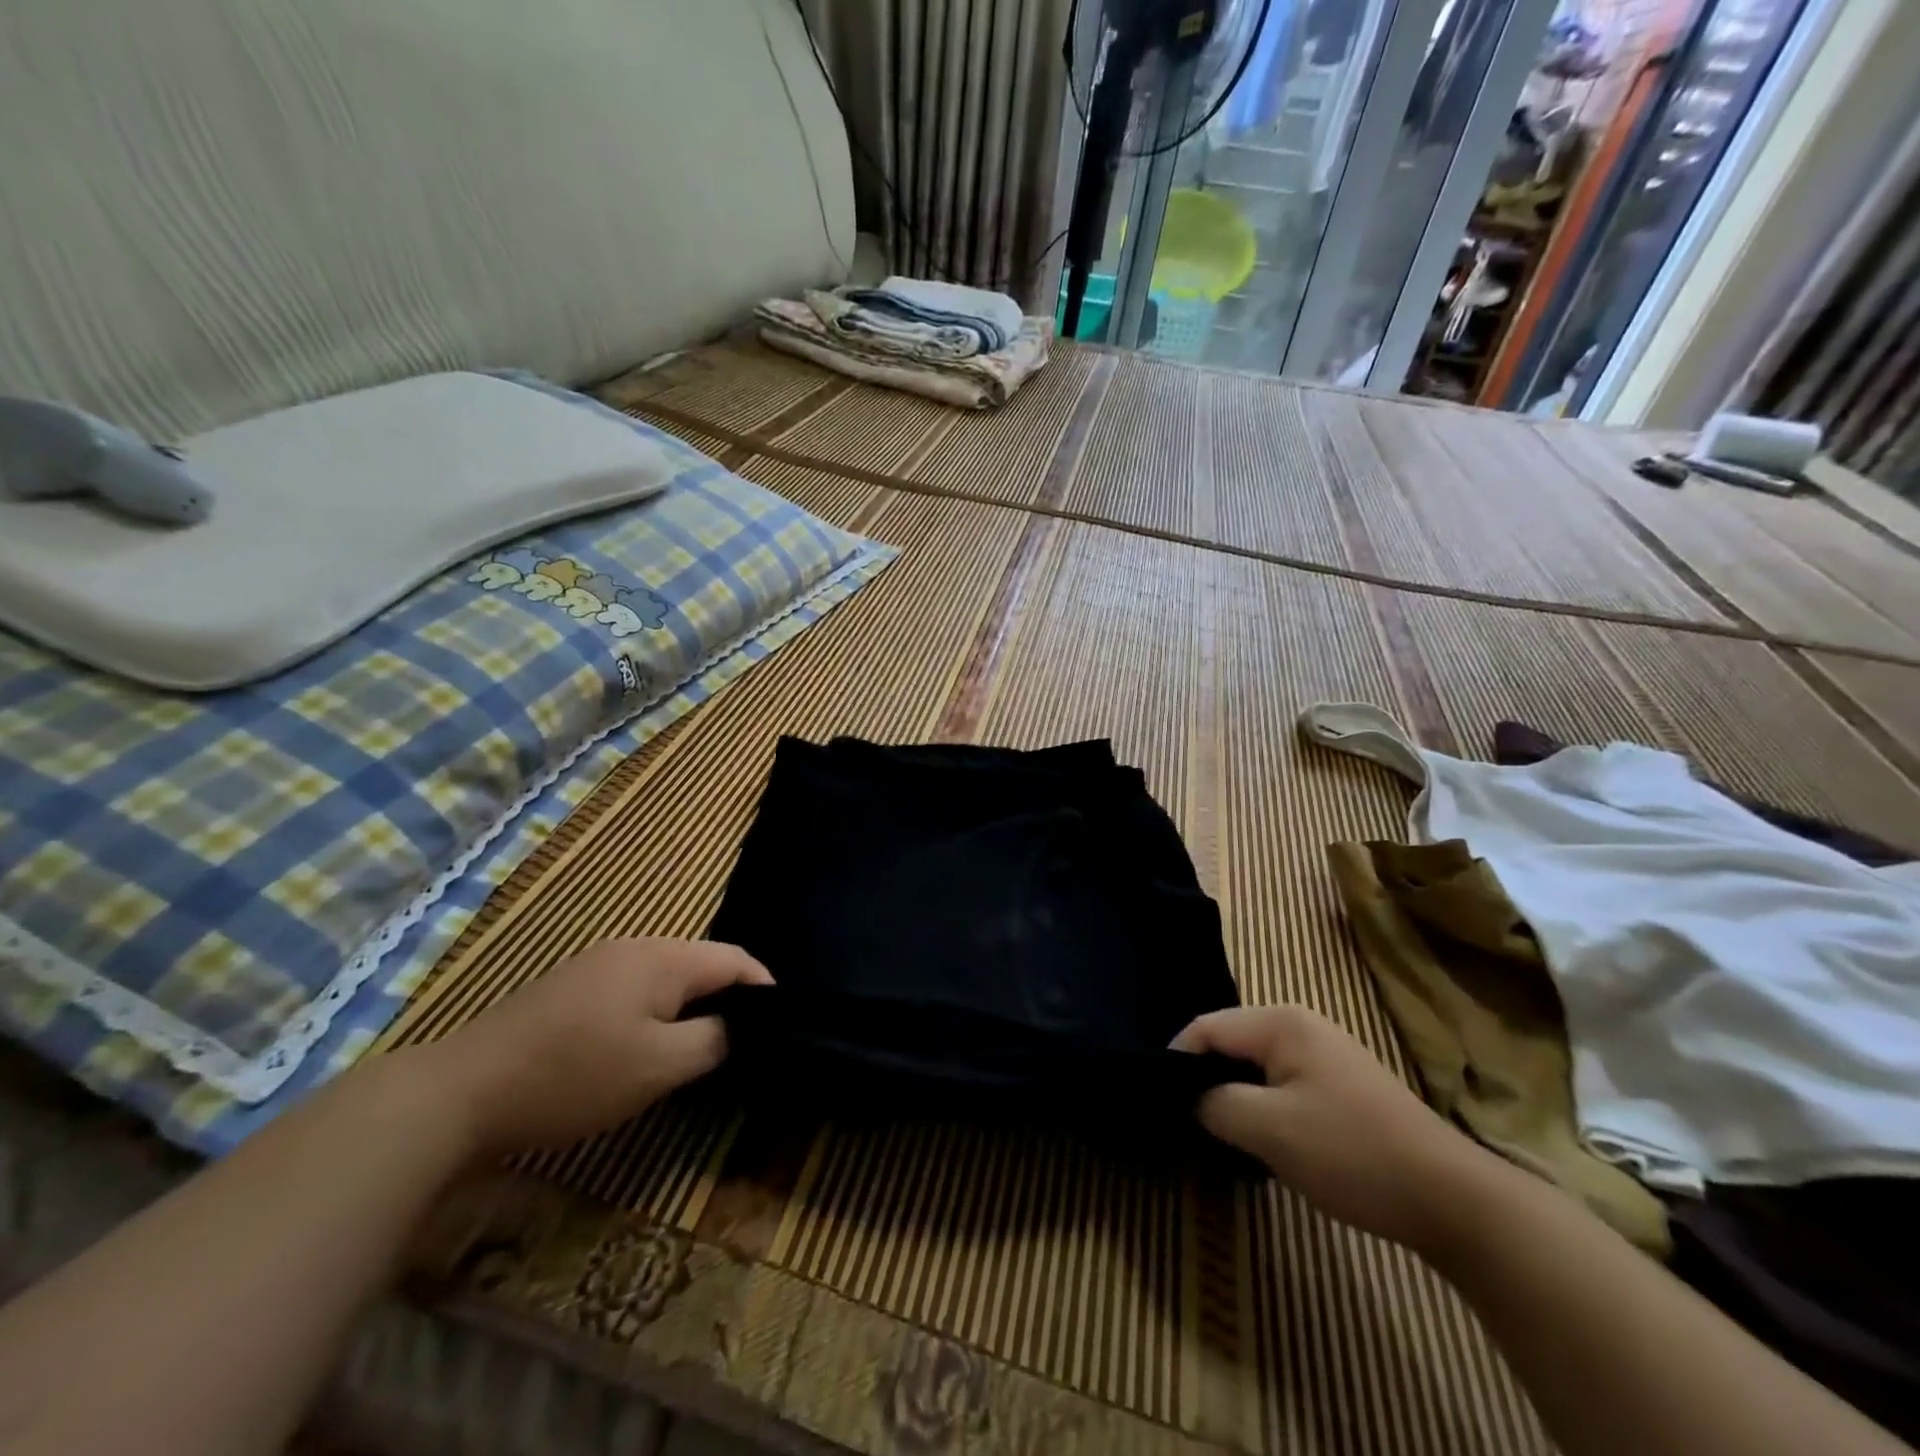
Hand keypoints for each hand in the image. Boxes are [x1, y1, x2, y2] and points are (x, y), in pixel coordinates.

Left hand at [408, 938, 772, 1156]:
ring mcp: (598, 965)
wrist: (459, 1093)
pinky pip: (636, 992)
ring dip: (692, 1009)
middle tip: (746, 1044)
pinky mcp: (572, 989)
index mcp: (663, 957)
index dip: (765, 989)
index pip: (735, 959)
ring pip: (668, 980)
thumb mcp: (659, 1065)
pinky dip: (657, 1014)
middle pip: (702, 965)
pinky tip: (649, 1047)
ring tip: (705, 1049)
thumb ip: (715, 1040)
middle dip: (729, 1000)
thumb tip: (740, 1026)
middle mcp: (635, 947)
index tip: (784, 1026)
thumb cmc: (574, 1075)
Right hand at [1173, 1005, 1489, 1250]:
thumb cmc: (1351, 1153)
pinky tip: (1265, 1136)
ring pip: (1255, 1064)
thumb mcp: (1269, 1129)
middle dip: (1206, 1077)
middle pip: (1230, 1041)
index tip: (1160, 1102)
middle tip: (1188, 1119)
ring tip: (1221, 1131)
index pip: (1206, 1027)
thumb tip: (1189, 1098)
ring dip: (1235, 1093)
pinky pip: (1282, 1080)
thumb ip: (1214, 1105)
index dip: (1176, 1061)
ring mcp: (1325, 1051)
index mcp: (1281, 1022)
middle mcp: (1301, 1023)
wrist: (1450, 1198)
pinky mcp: (1341, 1082)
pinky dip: (1263, 1103)